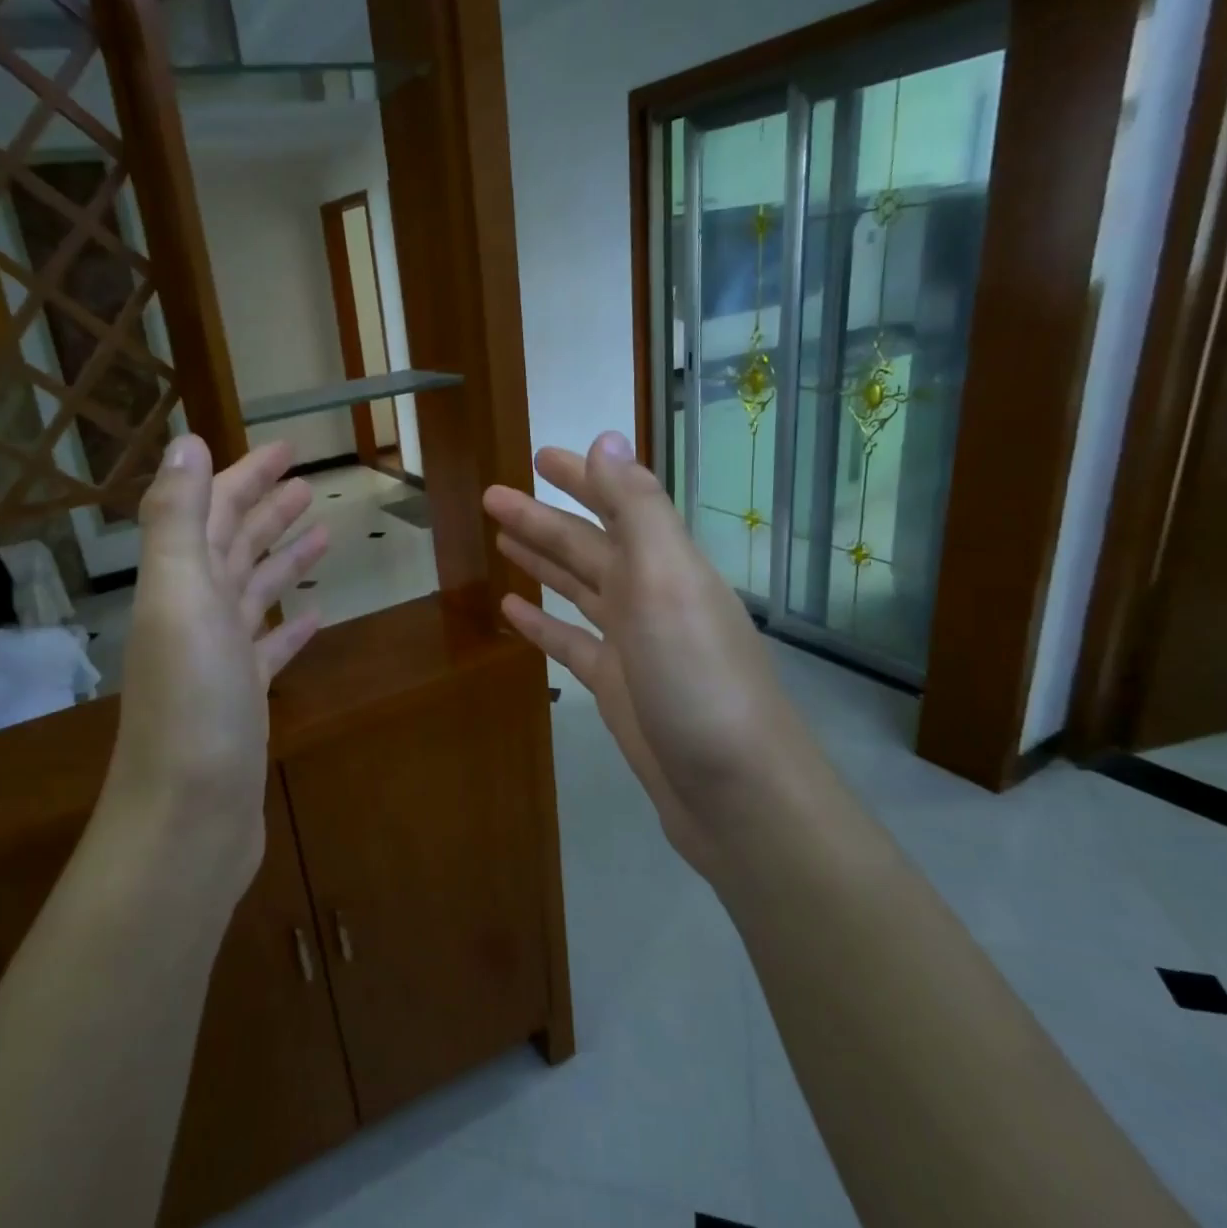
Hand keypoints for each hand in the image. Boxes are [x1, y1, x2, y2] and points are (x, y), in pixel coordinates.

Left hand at [102, 435, 327, 891]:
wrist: (189, 817)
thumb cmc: (192, 705)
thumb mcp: (180, 599)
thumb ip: (177, 520)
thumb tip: (186, 442)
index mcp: (180, 584)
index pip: (213, 511)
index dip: (246, 475)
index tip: (288, 448)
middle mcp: (195, 614)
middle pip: (233, 546)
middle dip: (266, 508)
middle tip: (308, 482)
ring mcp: (220, 658)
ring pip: (254, 592)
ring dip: (282, 558)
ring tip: (322, 531)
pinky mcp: (244, 697)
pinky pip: (270, 647)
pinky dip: (290, 625)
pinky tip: (317, 615)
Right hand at [483, 432, 804, 874]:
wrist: (733, 790)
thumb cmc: (698, 679)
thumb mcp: (669, 583)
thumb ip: (637, 510)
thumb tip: (606, 438)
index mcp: (665, 565)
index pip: (618, 503)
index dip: (581, 477)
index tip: (538, 457)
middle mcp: (650, 596)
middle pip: (587, 546)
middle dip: (542, 519)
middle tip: (493, 498)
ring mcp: (633, 644)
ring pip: (578, 589)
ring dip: (542, 562)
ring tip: (500, 540)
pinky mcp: (616, 686)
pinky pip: (571, 642)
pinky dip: (543, 622)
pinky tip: (513, 609)